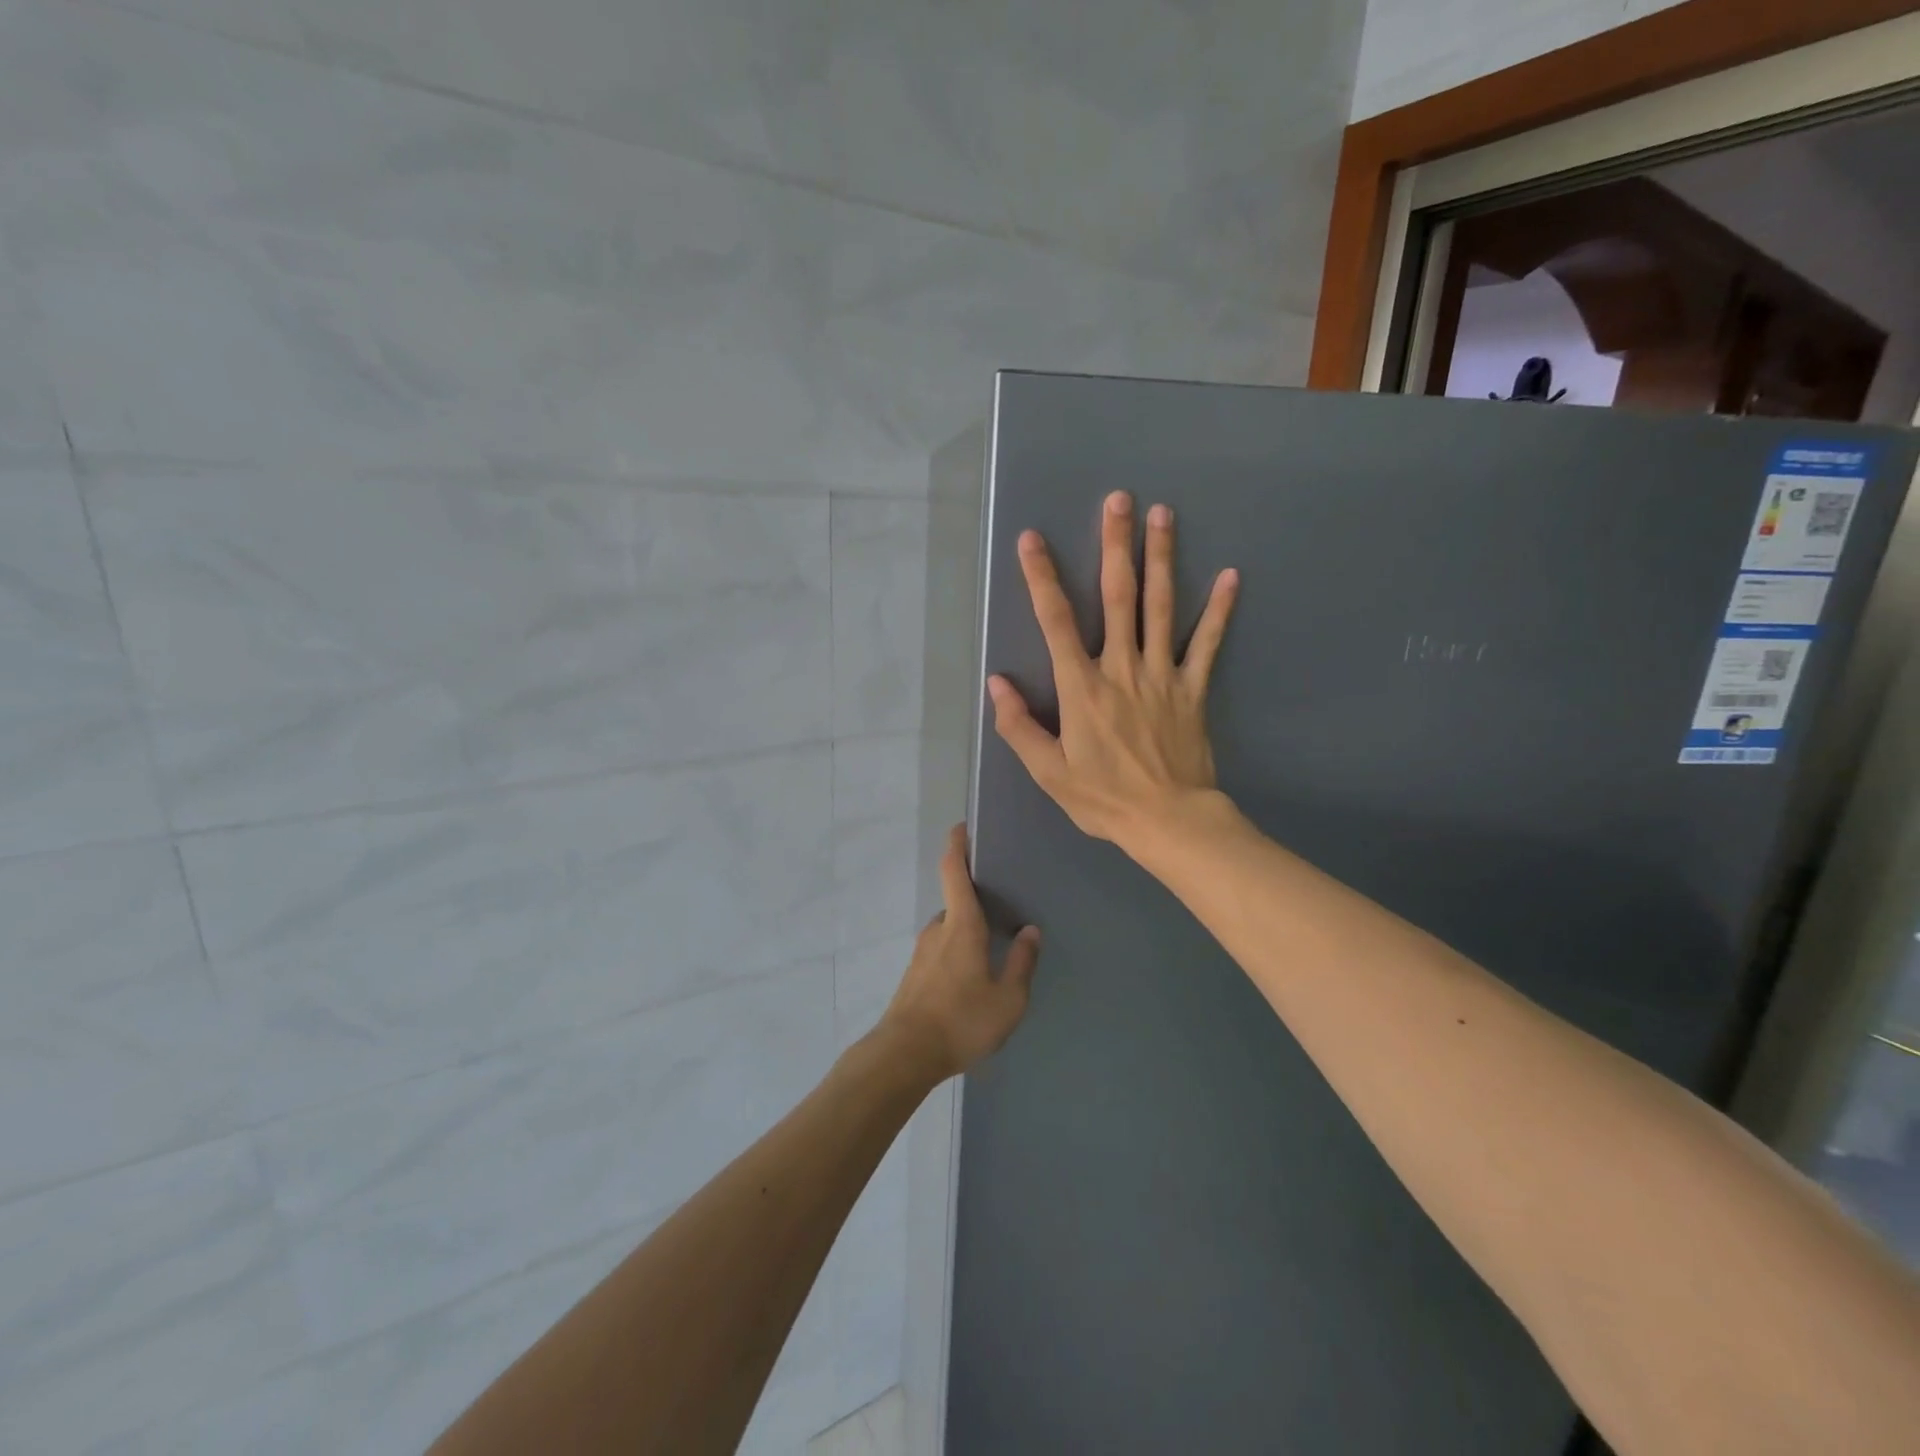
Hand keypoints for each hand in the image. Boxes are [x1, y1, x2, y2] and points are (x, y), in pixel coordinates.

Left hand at [875, 824, 1040, 1082]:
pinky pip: (941, 950)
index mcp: (960, 926)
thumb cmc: (961, 1021)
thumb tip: (1030, 931)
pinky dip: (957, 951)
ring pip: (949, 929)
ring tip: (993, 947)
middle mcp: (938, 930)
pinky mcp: (915, 974)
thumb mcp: (1008, 999)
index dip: (957, 845)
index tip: (962, 826)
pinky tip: (972, 977)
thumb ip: (1021, 963)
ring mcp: (922, 952)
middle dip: (976, 899)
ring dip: (967, 930)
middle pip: (956, 902)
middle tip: (1003, 905)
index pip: (953, 871)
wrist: (905, 1055)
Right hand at [988, 490, 1237, 849]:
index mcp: (1082, 688)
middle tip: (1119, 500)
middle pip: (1118, 597)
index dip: (1042, 578)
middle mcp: (1121, 668)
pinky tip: (1232, 576)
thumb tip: (996, 682)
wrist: (1169, 821)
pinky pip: (1207, 644)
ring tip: (1163, 514)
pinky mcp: (1193, 689)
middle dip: (1115, 545)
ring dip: (1162, 558)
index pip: (1056, 622)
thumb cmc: (1103, 798)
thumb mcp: (1048, 771)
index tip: (1032, 539)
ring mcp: (1162, 675)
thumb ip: (1018, 726)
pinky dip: (1219, 611)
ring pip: (1161, 607)